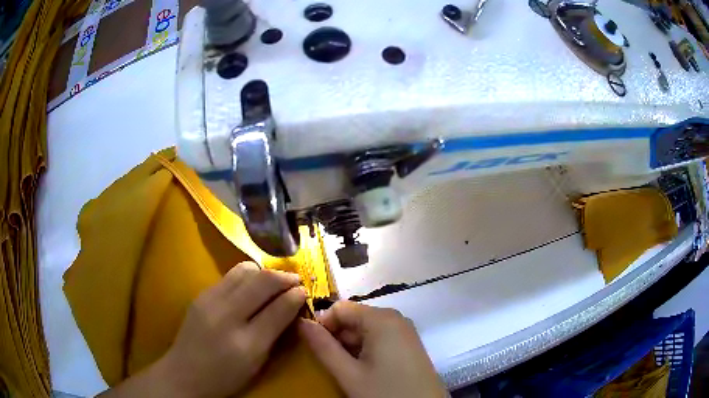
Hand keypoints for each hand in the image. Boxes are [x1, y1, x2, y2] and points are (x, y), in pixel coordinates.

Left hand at [100, 261, 306, 397]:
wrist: (184, 373)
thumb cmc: (226, 376)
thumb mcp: (257, 362)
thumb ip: (276, 333)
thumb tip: (293, 305)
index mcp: (245, 342)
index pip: (277, 308)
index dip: (295, 295)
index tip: (305, 290)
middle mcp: (226, 315)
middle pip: (261, 281)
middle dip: (283, 277)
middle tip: (295, 281)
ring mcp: (209, 300)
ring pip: (244, 270)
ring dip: (264, 273)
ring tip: (272, 284)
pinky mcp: (201, 294)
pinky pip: (230, 276)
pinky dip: (247, 277)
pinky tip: (250, 289)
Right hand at [298, 301, 446, 397]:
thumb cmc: (385, 393)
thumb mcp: (349, 374)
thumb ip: (323, 347)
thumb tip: (301, 322)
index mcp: (381, 319)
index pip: (340, 308)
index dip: (322, 324)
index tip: (313, 346)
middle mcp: (395, 318)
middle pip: (354, 318)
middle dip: (337, 337)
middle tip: (328, 362)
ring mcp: (404, 331)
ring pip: (366, 329)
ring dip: (350, 345)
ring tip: (344, 369)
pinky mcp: (409, 344)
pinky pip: (380, 338)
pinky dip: (365, 350)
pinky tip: (363, 370)